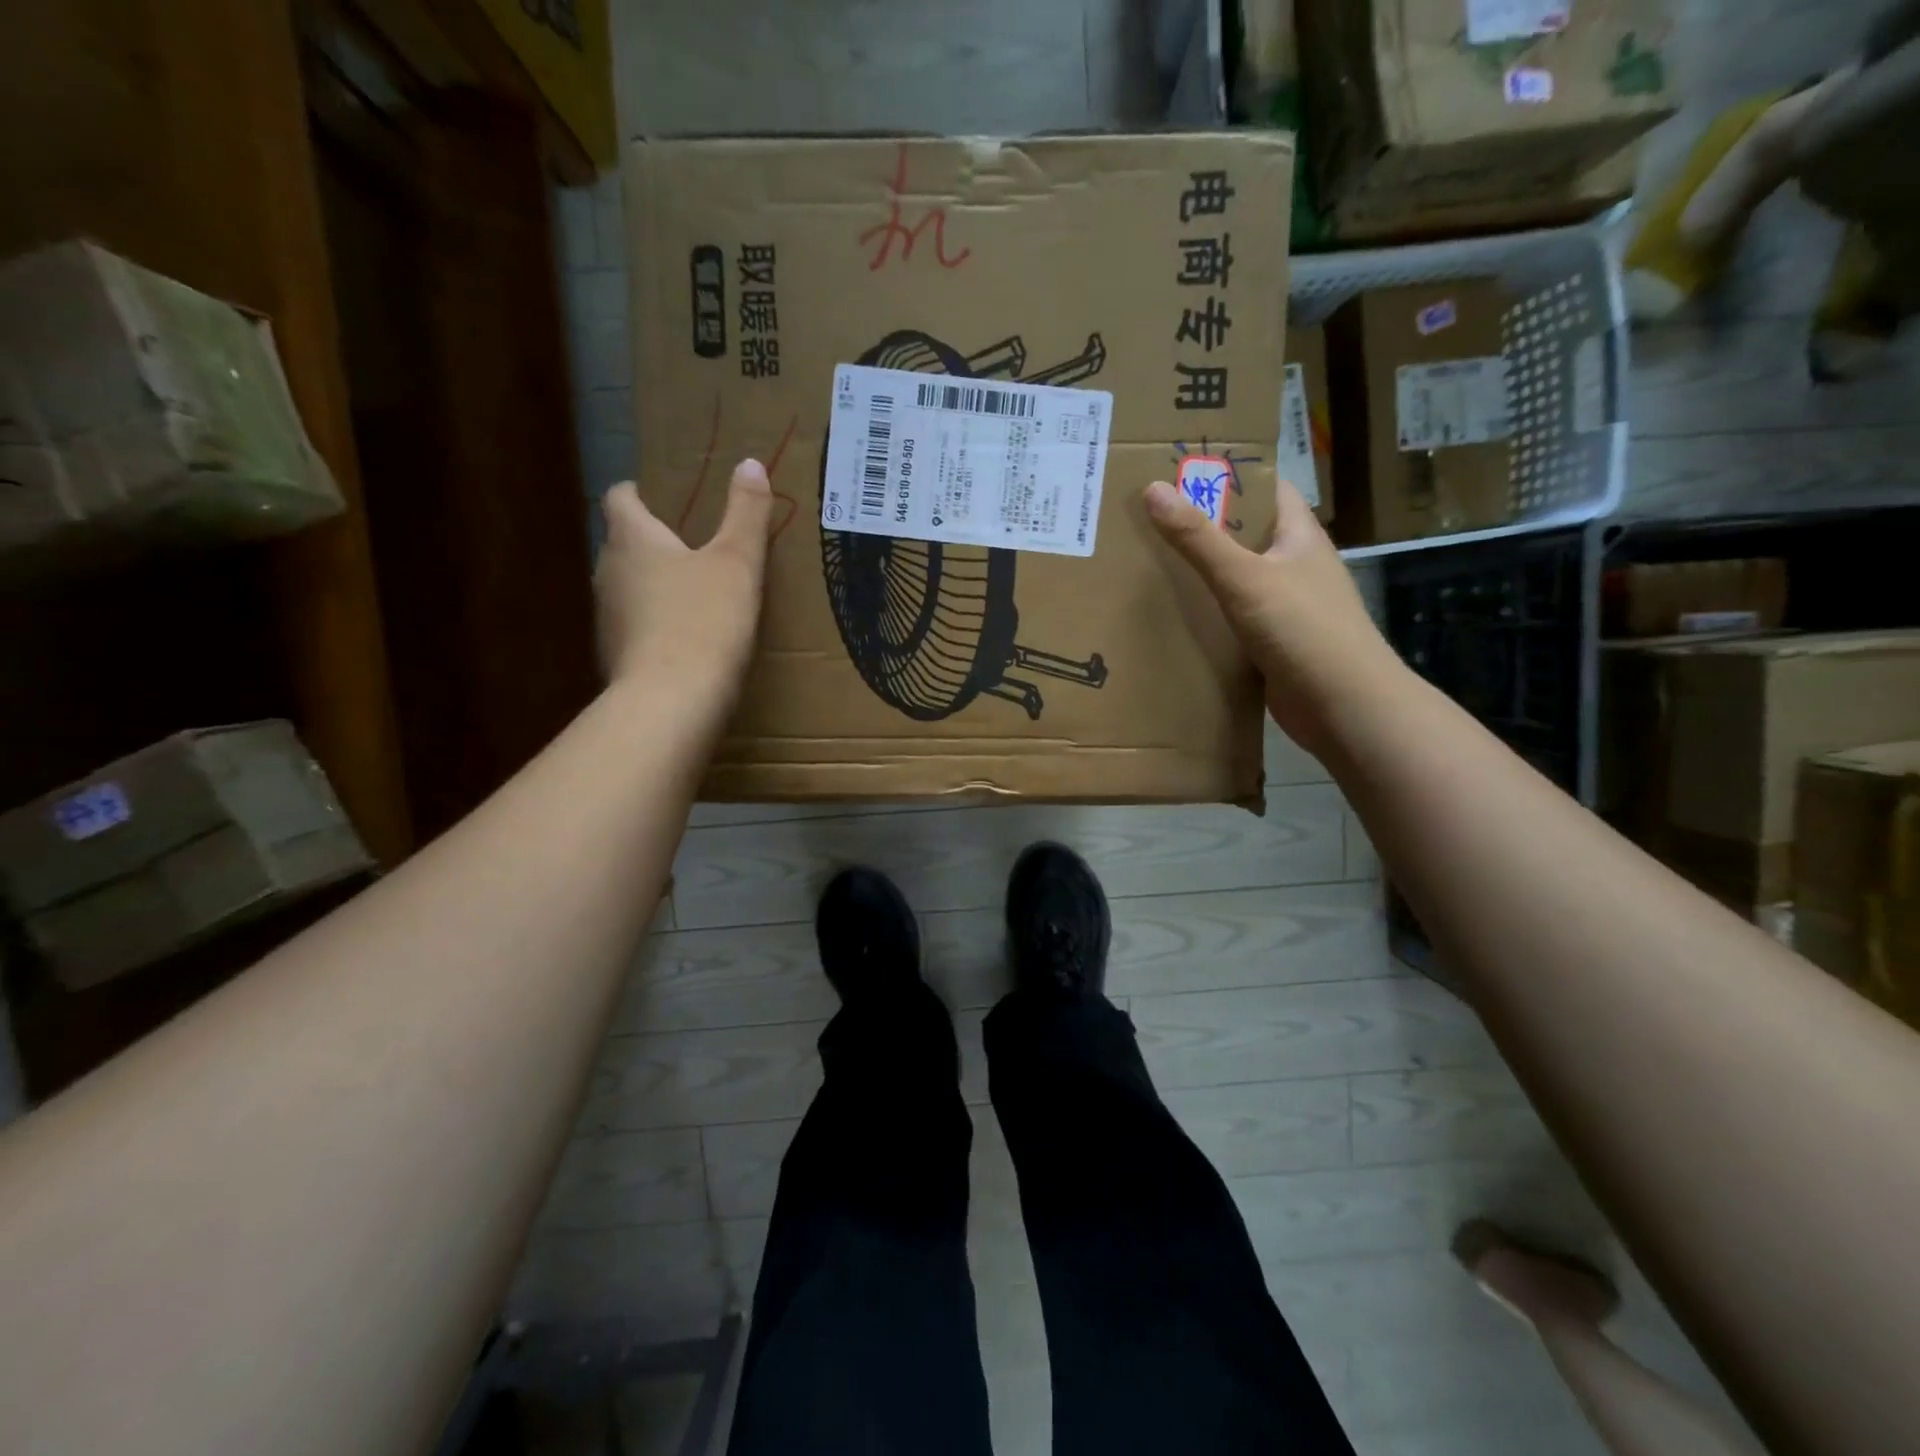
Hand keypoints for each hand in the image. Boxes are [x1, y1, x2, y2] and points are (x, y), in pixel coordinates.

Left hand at [595, 459, 772, 699]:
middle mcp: (608, 571)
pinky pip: (633, 627)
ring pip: (626, 588)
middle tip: (692, 547)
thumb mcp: (738, 562)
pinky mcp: (613, 655)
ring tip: (692, 595)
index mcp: (632, 539)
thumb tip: (750, 463)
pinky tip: (684, 642)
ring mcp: (606, 617)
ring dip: (651, 586)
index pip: (620, 498)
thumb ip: (746, 513)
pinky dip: (653, 626)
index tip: (663, 499)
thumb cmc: (706, 620)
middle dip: (651, 542)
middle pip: (621, 544)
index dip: (638, 493)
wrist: (672, 701)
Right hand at [1144, 478, 1405, 757]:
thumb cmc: (1303, 630)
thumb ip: (1198, 539)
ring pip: (1237, 579)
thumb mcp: (1245, 578)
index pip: (1266, 489)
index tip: (1180, 471)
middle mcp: (1295, 565)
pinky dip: (1208, 615)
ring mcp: (1286, 607)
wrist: (1344, 707)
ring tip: (1148, 564)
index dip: (1229, 475)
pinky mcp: (1274, 644)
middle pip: (1245, 534)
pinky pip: (1234, 618)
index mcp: (1299, 536)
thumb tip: (1152, 489)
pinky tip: (1173, 618)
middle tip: (1148, 519)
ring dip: (1202, 574)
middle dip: (1203, 526)